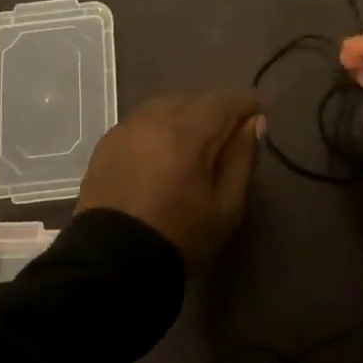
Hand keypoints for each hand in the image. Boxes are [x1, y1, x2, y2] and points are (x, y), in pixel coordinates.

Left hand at [76, 92, 262, 271]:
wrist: (112, 263)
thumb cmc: (179, 236)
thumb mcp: (226, 207)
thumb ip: (242, 159)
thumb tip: (254, 123)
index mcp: (185, 133)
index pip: (221, 102)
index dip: (243, 104)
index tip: (256, 114)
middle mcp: (153, 120)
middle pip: (191, 99)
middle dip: (213, 110)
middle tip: (227, 133)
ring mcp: (125, 129)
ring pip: (163, 106)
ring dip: (184, 115)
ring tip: (194, 141)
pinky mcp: (106, 144)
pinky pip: (140, 121)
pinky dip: (158, 127)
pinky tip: (162, 150)